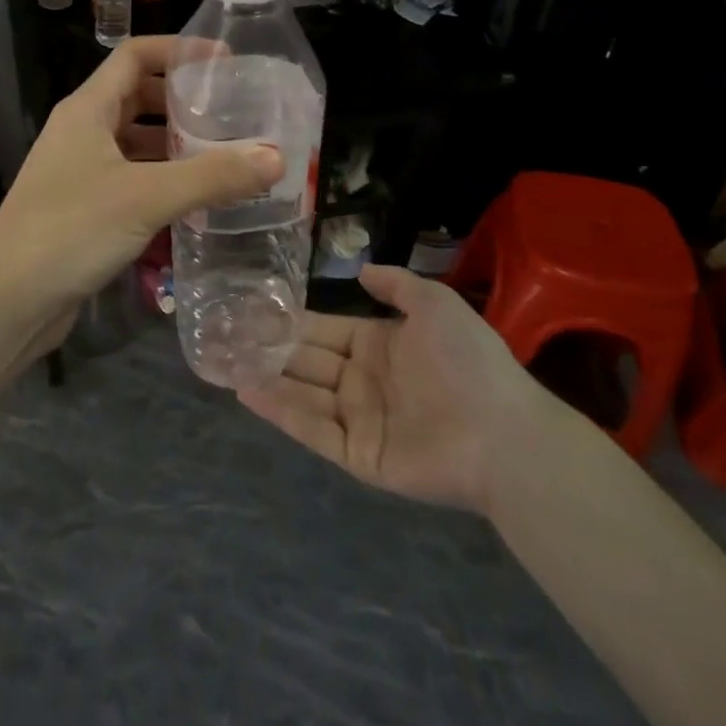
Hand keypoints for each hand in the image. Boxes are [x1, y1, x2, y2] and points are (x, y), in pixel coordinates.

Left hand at [0, 34, 283, 337]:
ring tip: (224, 154)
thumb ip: (212, 176)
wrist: (8, 299)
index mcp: (88, 109)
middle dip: (183, 100)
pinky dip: (162, 178)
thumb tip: (275, 158)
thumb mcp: (147, 197)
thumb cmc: (71, 230)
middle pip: (137, 96)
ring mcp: (80, 170)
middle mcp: (81, 131)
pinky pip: (131, 177)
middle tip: (232, 113)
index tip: (225, 62)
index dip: (179, 50)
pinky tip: (195, 198)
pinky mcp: (83, 205)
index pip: (135, 55)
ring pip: (135, 141)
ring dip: (174, 143)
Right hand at [238, 264, 546, 514]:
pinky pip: (312, 429)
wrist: (502, 432)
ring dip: (266, 375)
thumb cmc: (468, 361)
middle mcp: (362, 380)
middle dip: (269, 346)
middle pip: (306, 359)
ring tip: (224, 359)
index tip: (253, 307)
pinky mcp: (357, 454)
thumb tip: (362, 270)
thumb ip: (397, 285)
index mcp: (378, 345)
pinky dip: (280, 410)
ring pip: (302, 393)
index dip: (290, 319)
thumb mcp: (435, 304)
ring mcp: (358, 419)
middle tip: (223, 331)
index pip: (324, 328)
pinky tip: (247, 390)